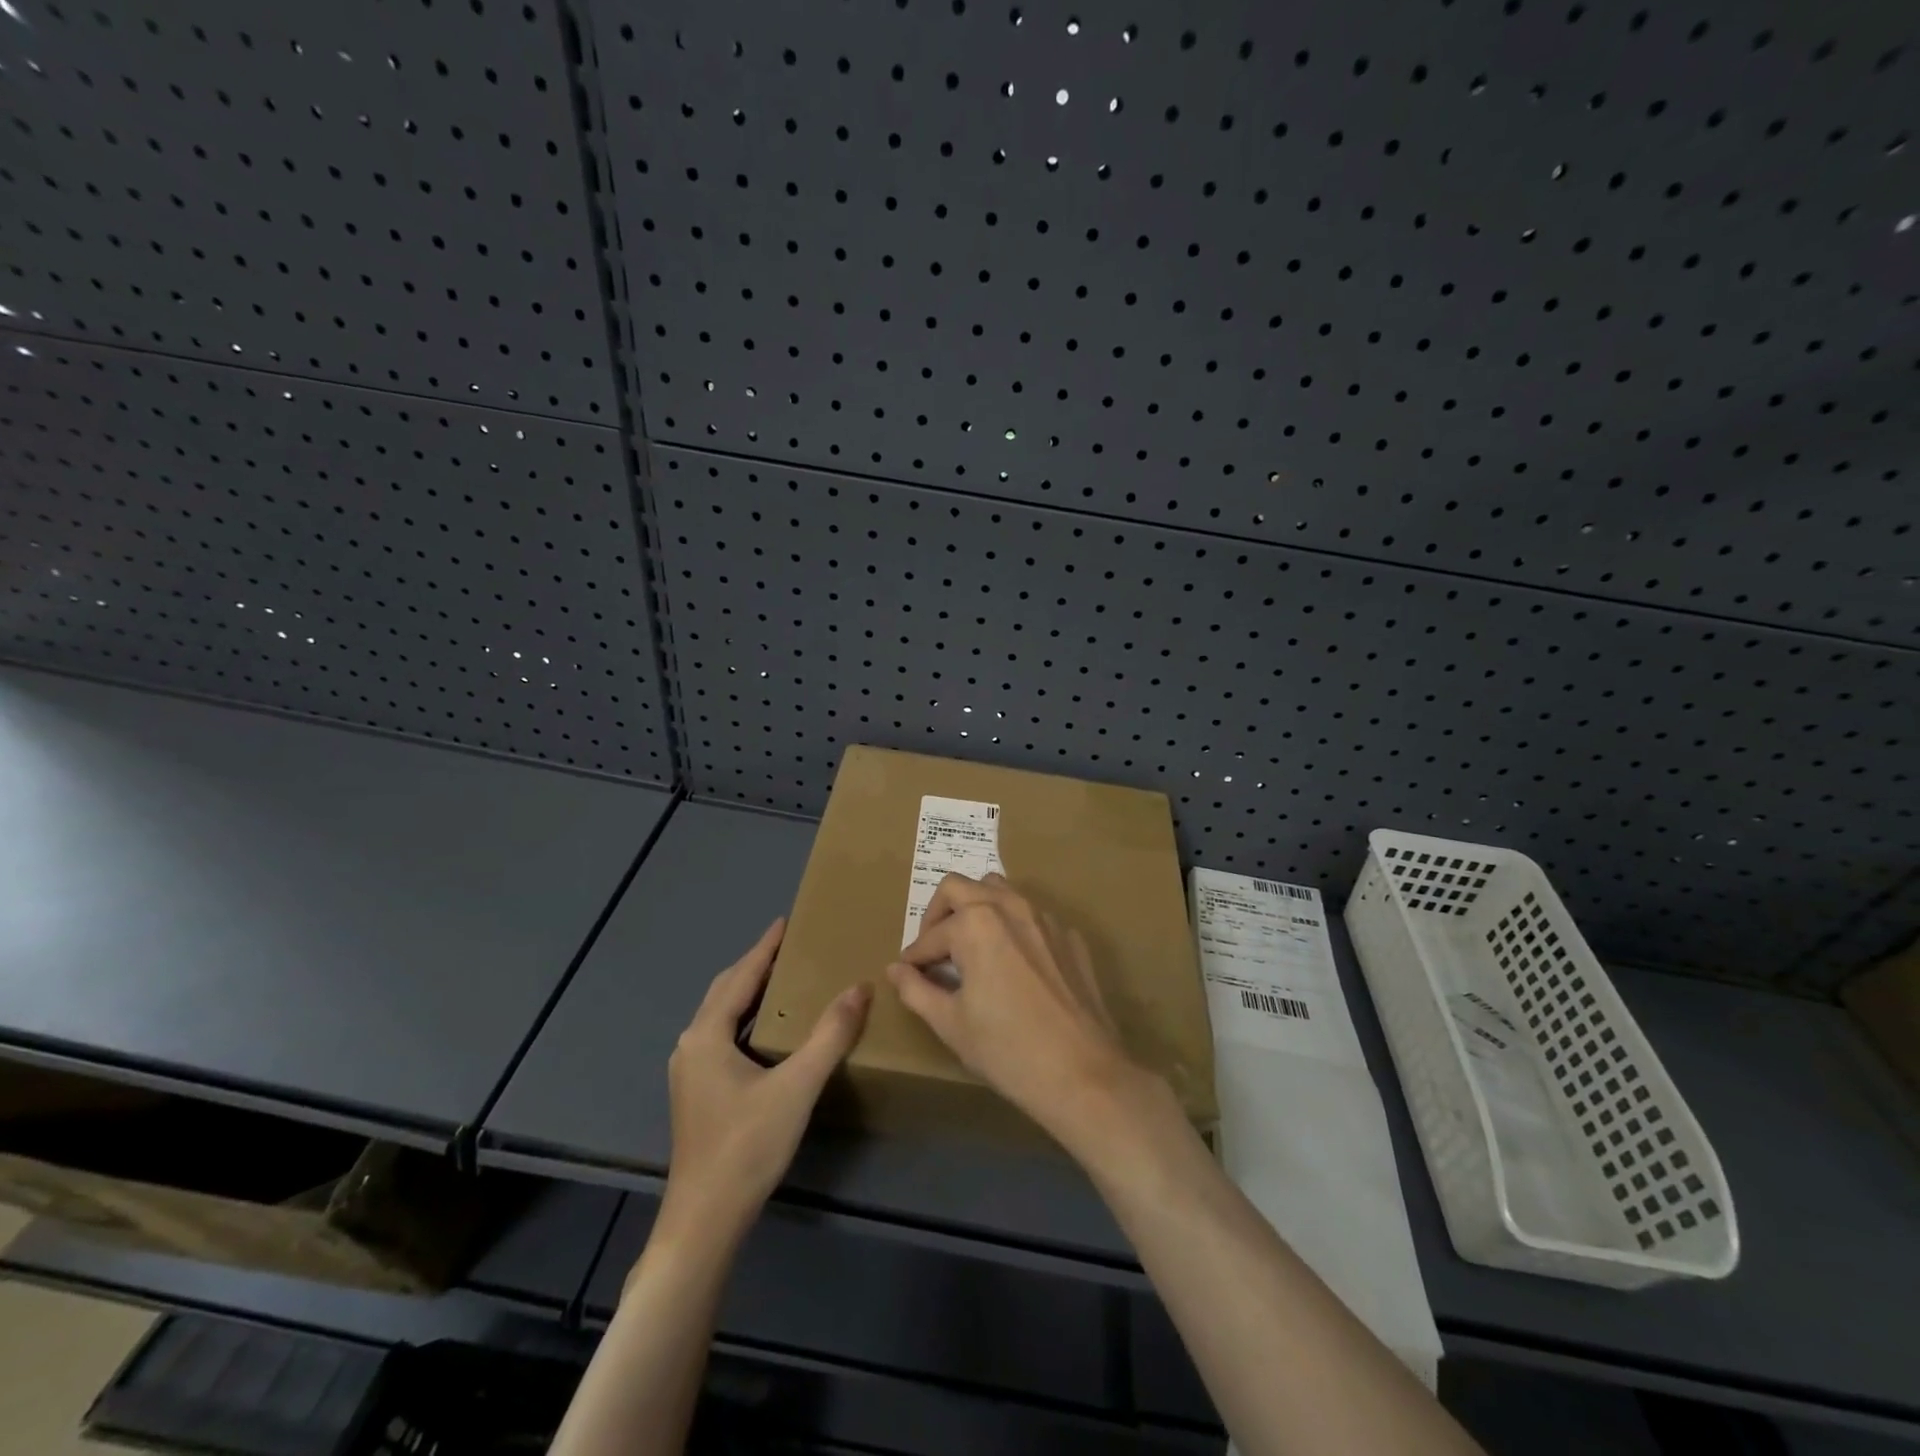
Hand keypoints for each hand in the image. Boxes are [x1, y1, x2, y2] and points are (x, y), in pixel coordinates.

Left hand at [662, 919, 871, 1242]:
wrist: (705, 1220)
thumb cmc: (747, 1147)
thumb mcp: (796, 1086)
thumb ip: (830, 1035)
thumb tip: (860, 988)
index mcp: (706, 1035)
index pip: (740, 976)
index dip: (764, 947)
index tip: (785, 922)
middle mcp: (691, 1045)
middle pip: (725, 991)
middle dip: (755, 965)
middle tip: (789, 947)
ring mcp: (689, 1071)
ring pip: (720, 1015)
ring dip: (749, 992)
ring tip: (784, 980)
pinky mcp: (697, 1093)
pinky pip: (721, 1037)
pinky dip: (745, 1019)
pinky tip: (768, 1031)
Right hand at [885, 874, 1145, 1142]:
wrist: (1083, 1073)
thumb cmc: (1007, 1050)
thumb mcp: (951, 1024)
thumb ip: (916, 990)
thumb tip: (896, 970)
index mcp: (976, 923)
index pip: (931, 934)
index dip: (914, 956)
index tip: (908, 973)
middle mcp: (1010, 906)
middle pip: (960, 887)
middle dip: (938, 915)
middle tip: (934, 951)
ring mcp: (1045, 918)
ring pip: (1000, 890)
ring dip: (977, 908)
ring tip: (970, 947)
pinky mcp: (1069, 936)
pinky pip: (1032, 916)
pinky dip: (1013, 928)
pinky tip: (1013, 965)